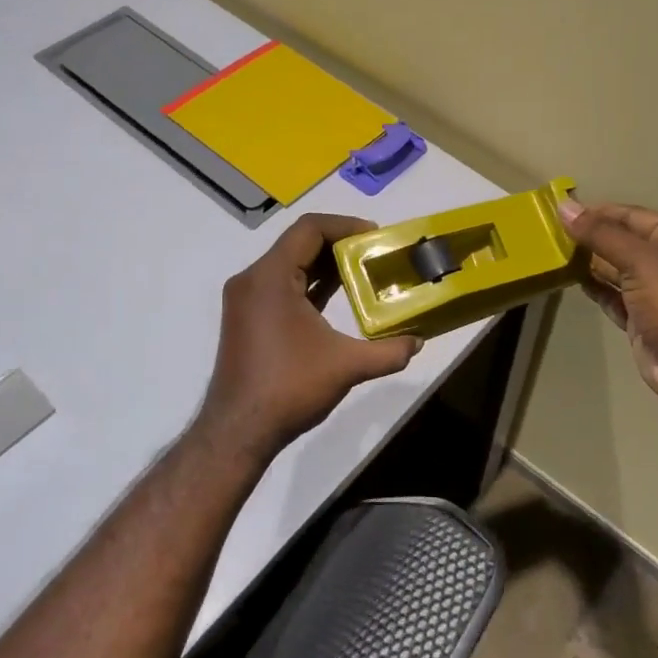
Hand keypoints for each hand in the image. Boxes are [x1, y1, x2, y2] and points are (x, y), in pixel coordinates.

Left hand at [193, 213, 421, 461]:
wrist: (238, 431)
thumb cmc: (289, 388)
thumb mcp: (346, 366)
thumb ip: (388, 351)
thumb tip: (418, 342)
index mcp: (270, 277)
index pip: (309, 229)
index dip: (345, 226)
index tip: (375, 237)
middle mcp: (252, 279)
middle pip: (298, 242)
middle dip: (339, 244)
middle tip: (375, 254)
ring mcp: (246, 299)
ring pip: (289, 264)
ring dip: (324, 264)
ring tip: (363, 271)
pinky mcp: (247, 317)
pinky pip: (281, 285)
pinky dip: (309, 283)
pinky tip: (337, 295)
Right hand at [559, 199, 657, 424]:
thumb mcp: (640, 261)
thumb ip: (601, 234)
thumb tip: (564, 207)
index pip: (630, 215)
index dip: (596, 211)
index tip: (559, 211)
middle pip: (621, 241)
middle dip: (589, 237)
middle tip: (548, 233)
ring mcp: (654, 292)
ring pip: (614, 270)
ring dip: (588, 262)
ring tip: (552, 253)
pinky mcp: (641, 320)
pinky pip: (612, 296)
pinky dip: (594, 289)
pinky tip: (570, 280)